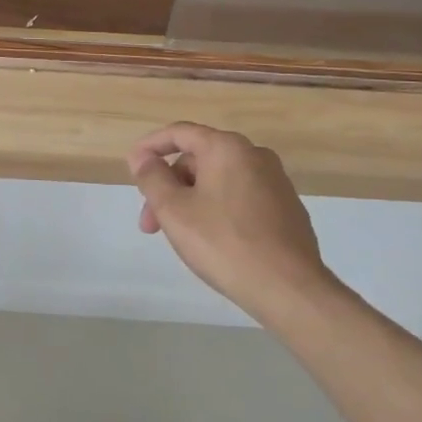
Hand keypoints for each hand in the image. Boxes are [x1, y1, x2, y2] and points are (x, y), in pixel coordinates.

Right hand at [128, 121, 334, 321]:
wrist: (290, 289)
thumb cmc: (223, 243)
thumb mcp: (173, 210)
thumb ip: (152, 177)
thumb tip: (143, 158)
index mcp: (227, 147)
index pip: (179, 132)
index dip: (150, 146)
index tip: (132, 166)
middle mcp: (255, 155)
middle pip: (199, 159)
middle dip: (169, 185)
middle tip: (151, 221)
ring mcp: (276, 182)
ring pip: (219, 181)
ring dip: (191, 200)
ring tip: (179, 235)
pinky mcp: (287, 209)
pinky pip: (241, 198)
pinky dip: (218, 209)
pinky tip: (212, 241)